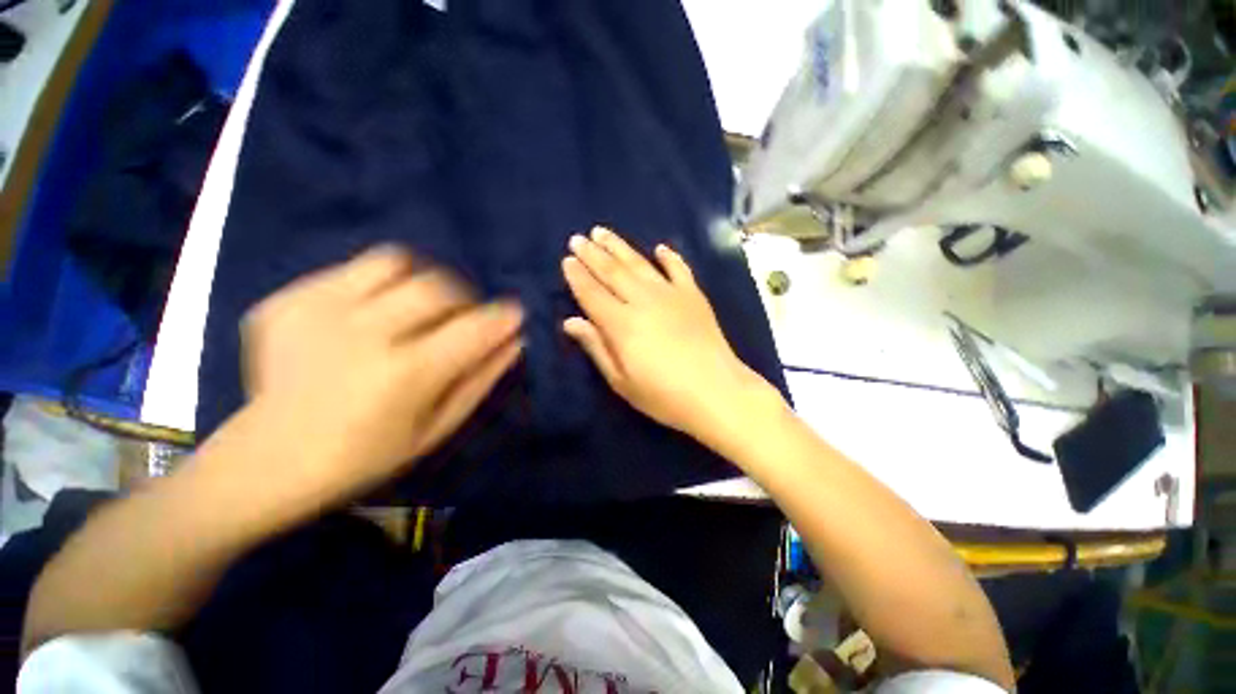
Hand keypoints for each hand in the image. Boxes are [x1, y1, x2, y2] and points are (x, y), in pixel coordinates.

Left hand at [240, 245, 522, 503]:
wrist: (268, 460)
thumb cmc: (366, 455)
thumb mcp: (438, 427)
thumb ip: (482, 379)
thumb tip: (515, 340)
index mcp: (406, 374)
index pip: (475, 327)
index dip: (503, 315)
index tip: (514, 313)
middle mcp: (364, 333)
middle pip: (437, 286)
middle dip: (465, 297)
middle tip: (463, 316)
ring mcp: (318, 311)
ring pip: (394, 262)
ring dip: (422, 280)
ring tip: (416, 306)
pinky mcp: (288, 301)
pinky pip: (352, 270)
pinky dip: (377, 285)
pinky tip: (368, 315)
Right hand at [561, 227, 781, 442]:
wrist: (717, 392)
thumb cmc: (664, 395)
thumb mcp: (621, 381)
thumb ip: (596, 347)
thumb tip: (571, 321)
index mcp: (621, 324)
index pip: (592, 293)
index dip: (578, 276)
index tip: (567, 260)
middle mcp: (643, 301)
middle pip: (612, 272)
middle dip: (592, 254)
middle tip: (578, 238)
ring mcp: (671, 294)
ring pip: (639, 263)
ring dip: (619, 246)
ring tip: (602, 232)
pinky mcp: (694, 295)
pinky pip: (678, 269)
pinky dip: (669, 257)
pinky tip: (660, 248)